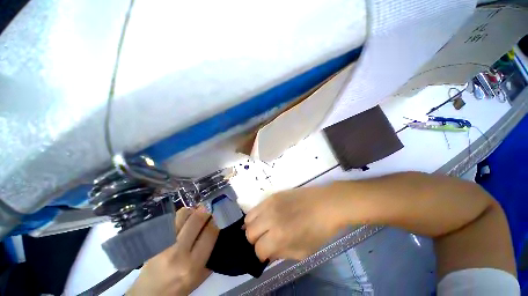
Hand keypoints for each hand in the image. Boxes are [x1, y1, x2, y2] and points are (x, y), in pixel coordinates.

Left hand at [127, 207, 218, 295]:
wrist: (148, 294)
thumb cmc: (177, 289)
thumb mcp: (199, 278)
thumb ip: (211, 256)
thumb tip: (217, 231)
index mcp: (192, 265)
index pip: (210, 233)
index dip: (215, 223)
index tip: (216, 222)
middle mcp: (178, 252)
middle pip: (197, 219)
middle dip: (206, 213)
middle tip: (208, 214)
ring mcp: (163, 244)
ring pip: (183, 214)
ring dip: (193, 211)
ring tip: (194, 216)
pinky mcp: (154, 240)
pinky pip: (171, 219)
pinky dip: (180, 216)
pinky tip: (183, 221)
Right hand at [244, 185, 343, 261]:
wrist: (325, 204)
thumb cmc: (318, 231)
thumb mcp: (302, 251)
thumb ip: (281, 254)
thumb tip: (268, 252)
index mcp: (279, 237)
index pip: (259, 250)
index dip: (262, 254)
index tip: (267, 252)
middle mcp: (270, 219)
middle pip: (249, 233)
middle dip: (255, 241)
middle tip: (264, 240)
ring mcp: (270, 204)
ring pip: (249, 218)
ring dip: (253, 226)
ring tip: (262, 227)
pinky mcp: (272, 195)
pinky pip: (256, 207)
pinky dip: (257, 215)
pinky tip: (265, 216)